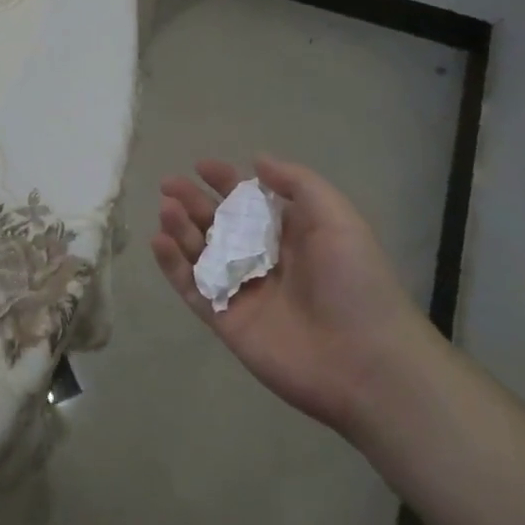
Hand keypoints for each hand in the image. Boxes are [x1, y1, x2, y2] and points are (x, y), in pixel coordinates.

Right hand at [151, 157, 434, 436]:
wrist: (365, 364)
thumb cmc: (355, 284)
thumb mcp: (338, 221)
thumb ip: (299, 185)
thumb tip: (257, 160)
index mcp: (291, 236)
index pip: (250, 202)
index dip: (226, 181)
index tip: (201, 166)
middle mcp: (263, 260)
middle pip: (219, 224)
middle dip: (193, 202)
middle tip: (169, 184)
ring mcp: (242, 291)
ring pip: (201, 253)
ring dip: (180, 228)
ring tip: (166, 209)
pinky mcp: (225, 320)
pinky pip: (192, 288)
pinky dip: (172, 265)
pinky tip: (159, 241)